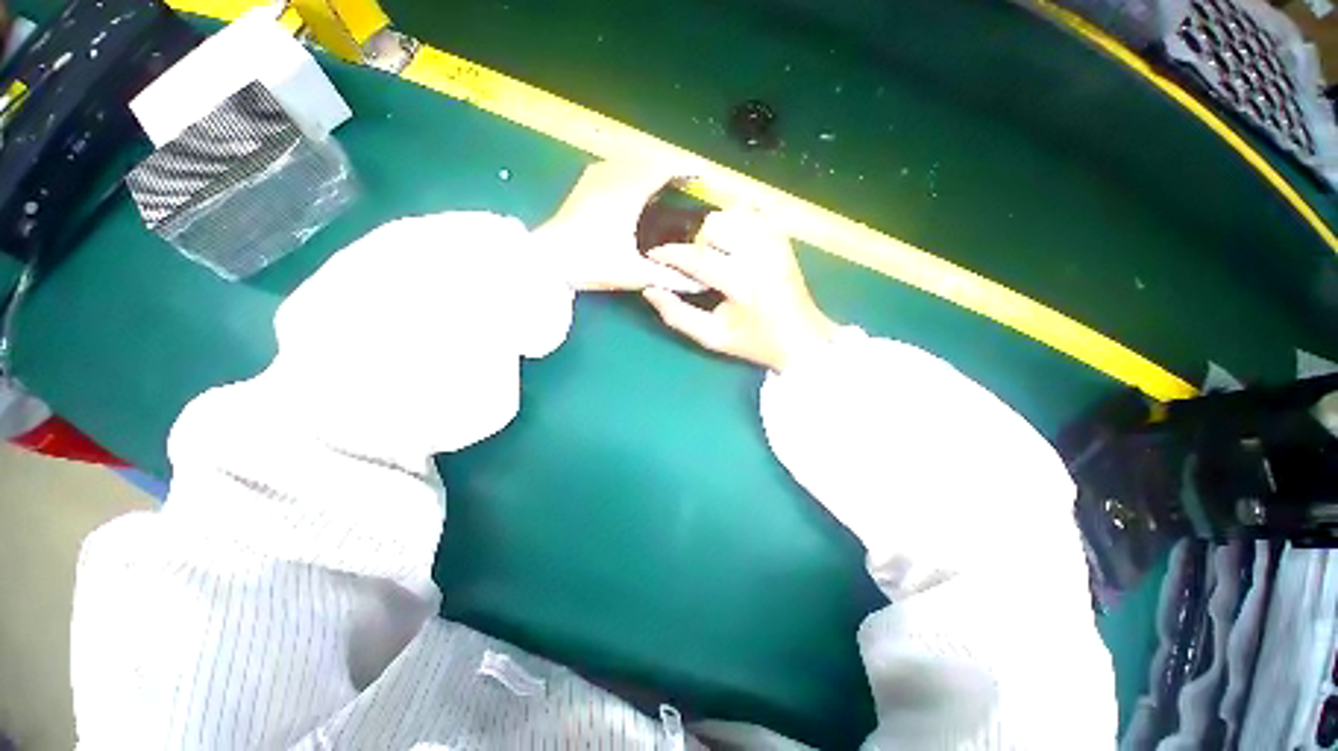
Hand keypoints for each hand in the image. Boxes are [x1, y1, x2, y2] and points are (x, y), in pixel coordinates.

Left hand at [536, 160, 684, 291]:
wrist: (547, 261)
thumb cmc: (592, 263)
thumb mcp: (634, 273)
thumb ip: (668, 278)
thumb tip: (697, 285)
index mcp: (628, 193)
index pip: (662, 169)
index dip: (684, 169)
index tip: (701, 175)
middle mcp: (612, 177)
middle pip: (648, 159)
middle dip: (670, 167)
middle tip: (686, 182)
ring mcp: (594, 178)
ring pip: (630, 160)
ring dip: (649, 166)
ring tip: (663, 182)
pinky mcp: (583, 185)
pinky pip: (614, 165)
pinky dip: (631, 169)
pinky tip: (630, 183)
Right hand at [642, 210, 837, 371]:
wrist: (801, 337)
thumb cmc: (754, 341)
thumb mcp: (712, 337)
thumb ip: (677, 315)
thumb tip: (650, 290)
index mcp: (743, 284)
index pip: (697, 258)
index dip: (670, 254)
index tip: (653, 255)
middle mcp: (761, 256)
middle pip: (714, 226)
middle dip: (697, 243)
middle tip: (698, 266)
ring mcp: (775, 243)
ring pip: (733, 213)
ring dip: (716, 230)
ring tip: (717, 254)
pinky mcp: (783, 238)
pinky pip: (753, 213)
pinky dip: (737, 221)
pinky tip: (734, 242)